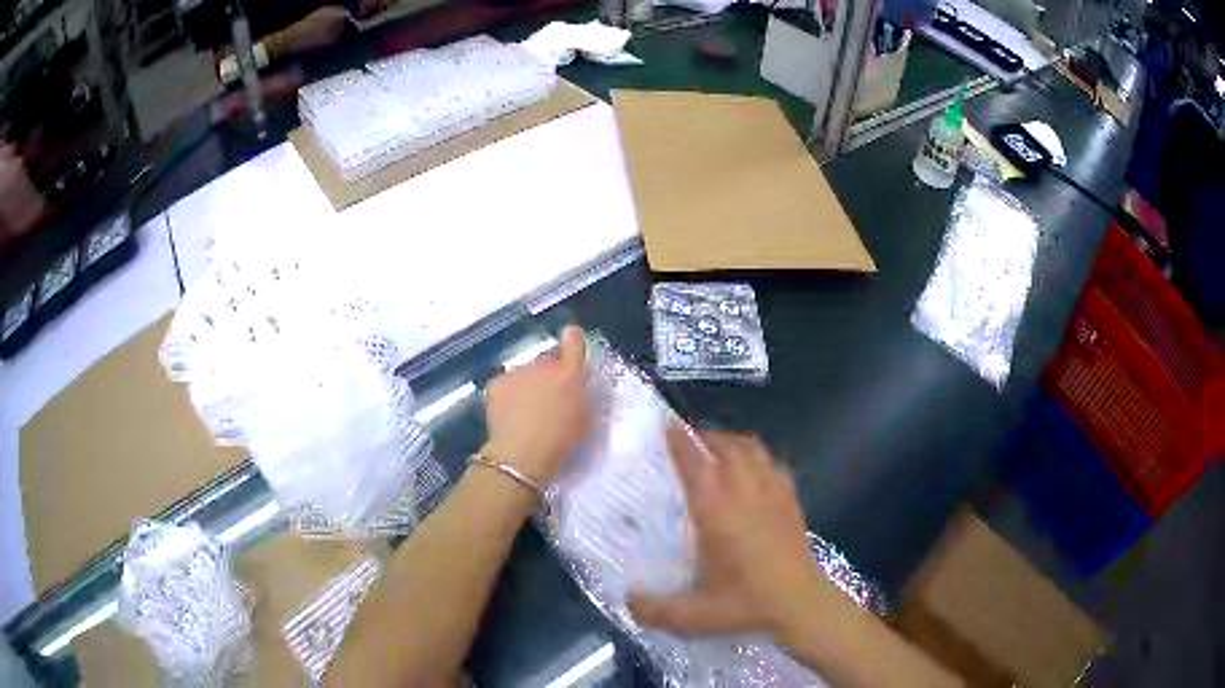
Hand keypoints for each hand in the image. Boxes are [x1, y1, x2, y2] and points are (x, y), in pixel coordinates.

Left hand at [483, 326, 590, 484]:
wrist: (523, 452)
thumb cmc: (562, 439)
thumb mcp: (585, 417)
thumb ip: (582, 393)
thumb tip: (576, 382)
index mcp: (570, 373)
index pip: (574, 341)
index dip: (573, 338)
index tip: (571, 338)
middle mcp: (543, 365)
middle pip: (546, 361)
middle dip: (548, 374)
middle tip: (547, 398)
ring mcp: (517, 372)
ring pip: (524, 373)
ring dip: (526, 385)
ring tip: (525, 411)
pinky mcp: (496, 383)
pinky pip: (505, 385)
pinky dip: (507, 395)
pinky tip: (509, 414)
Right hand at [629, 428, 824, 640]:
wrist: (801, 604)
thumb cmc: (747, 604)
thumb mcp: (694, 616)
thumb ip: (655, 610)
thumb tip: (627, 600)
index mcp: (717, 511)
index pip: (696, 464)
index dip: (681, 442)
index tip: (668, 427)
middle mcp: (745, 492)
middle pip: (726, 446)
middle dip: (706, 437)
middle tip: (688, 443)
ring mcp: (773, 492)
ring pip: (753, 448)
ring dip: (732, 442)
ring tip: (717, 451)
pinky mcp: (791, 500)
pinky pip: (773, 463)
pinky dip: (758, 458)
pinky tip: (753, 473)